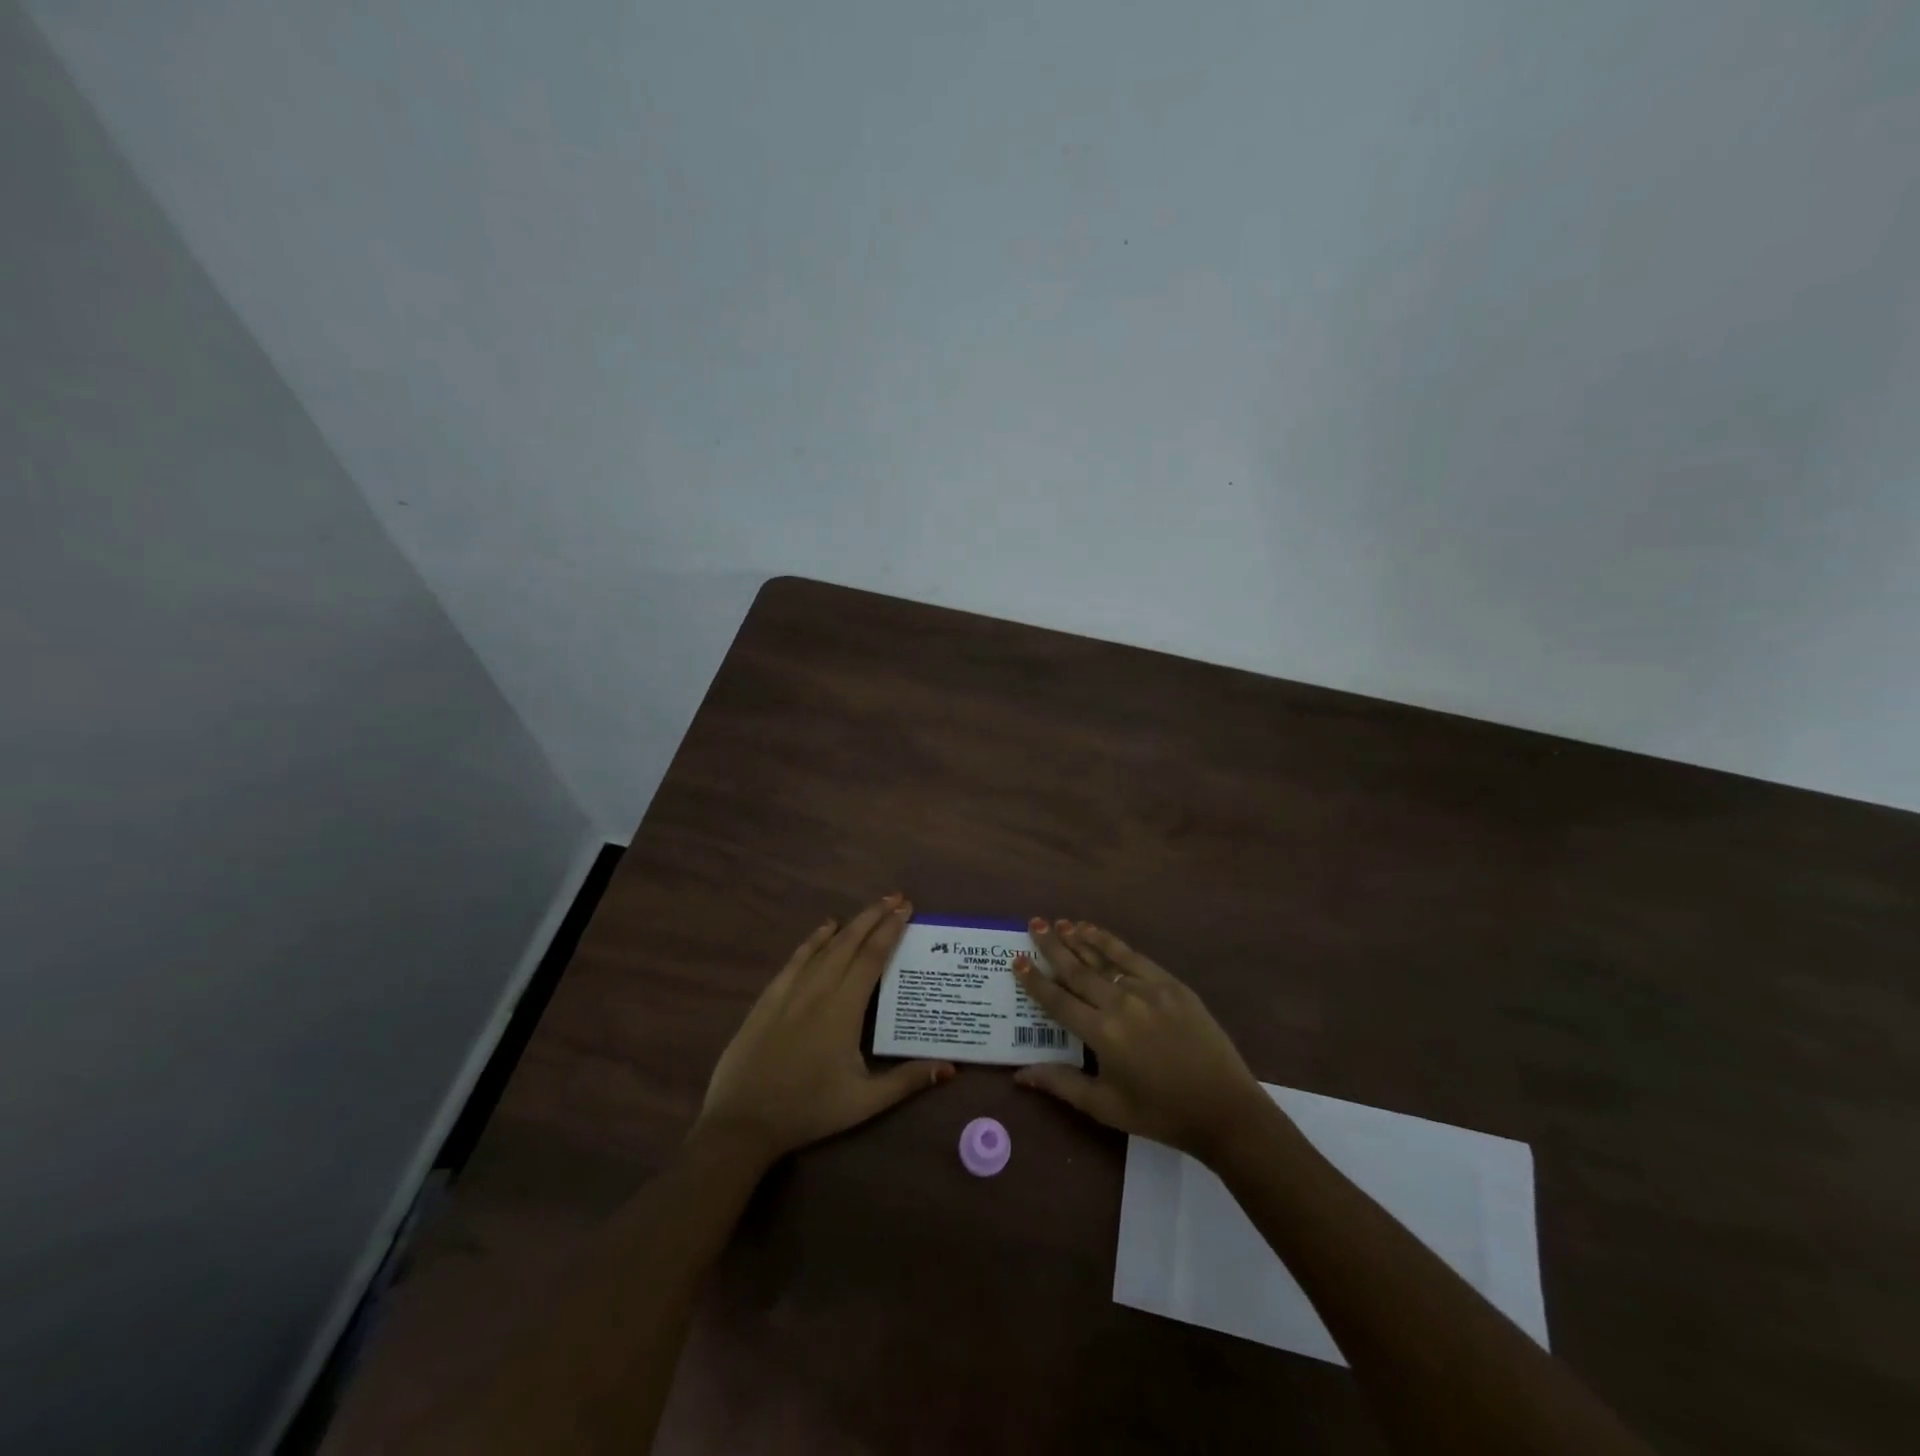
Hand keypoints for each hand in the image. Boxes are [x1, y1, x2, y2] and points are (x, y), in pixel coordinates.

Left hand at [692, 894, 954, 1165]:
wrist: (742, 1122)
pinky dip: (813, 940)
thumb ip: (907, 1080)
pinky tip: (824, 928)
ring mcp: (790, 991)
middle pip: (850, 943)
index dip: (890, 930)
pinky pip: (796, 958)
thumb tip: (950, 1067)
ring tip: (870, 909)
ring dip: (849, 924)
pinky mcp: (768, 998)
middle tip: (896, 898)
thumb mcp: (864, 1102)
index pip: (872, 958)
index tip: (906, 909)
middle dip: (874, 917)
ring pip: (824, 946)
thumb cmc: (808, 1110)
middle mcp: (818, 990)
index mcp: (844, 1009)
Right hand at [1012, 920, 1270, 1165]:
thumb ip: (1061, 1084)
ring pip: (1104, 958)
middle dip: (1052, 946)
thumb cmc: (1160, 1113)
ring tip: (1059, 923)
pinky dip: (1111, 943)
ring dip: (1079, 939)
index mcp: (1102, 1035)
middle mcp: (1121, 1004)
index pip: (1058, 1001)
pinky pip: (1134, 957)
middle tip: (1033, 924)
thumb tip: (1019, 1074)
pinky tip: (1096, 932)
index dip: (1034, 981)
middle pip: (1078, 970)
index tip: (1016, 960)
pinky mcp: (1171, 985)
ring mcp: (1148, 990)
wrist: (1224, 1109)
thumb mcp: (1105, 1107)